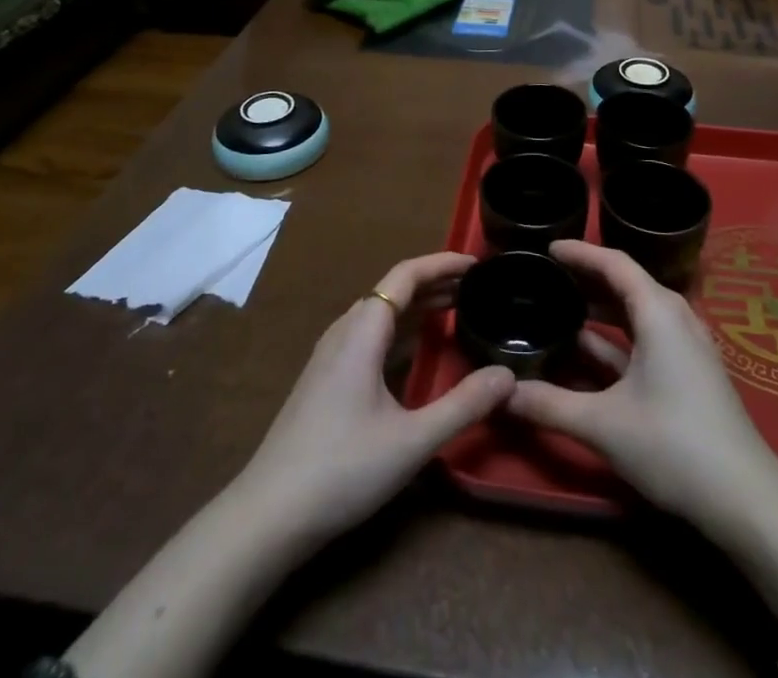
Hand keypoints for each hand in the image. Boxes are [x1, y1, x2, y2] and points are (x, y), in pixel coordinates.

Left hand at [235, 251, 513, 548]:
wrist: (268, 514)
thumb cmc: (343, 469)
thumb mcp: (412, 441)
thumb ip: (463, 405)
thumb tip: (508, 375)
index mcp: (362, 331)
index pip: (405, 275)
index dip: (442, 263)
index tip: (476, 264)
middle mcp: (344, 331)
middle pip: (392, 289)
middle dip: (434, 282)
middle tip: (475, 288)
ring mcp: (329, 355)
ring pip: (379, 311)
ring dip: (416, 304)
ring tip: (453, 309)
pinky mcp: (324, 378)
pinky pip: (368, 333)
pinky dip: (399, 327)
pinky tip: (412, 350)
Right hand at [505, 240, 777, 526]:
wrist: (745, 499)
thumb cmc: (672, 445)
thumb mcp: (603, 424)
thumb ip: (549, 404)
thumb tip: (502, 393)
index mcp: (658, 311)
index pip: (614, 263)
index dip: (579, 252)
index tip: (547, 248)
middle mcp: (674, 318)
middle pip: (625, 284)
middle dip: (586, 278)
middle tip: (546, 276)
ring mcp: (685, 346)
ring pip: (635, 314)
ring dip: (599, 310)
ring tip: (559, 308)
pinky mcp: (689, 373)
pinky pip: (645, 337)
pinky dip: (615, 338)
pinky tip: (586, 353)